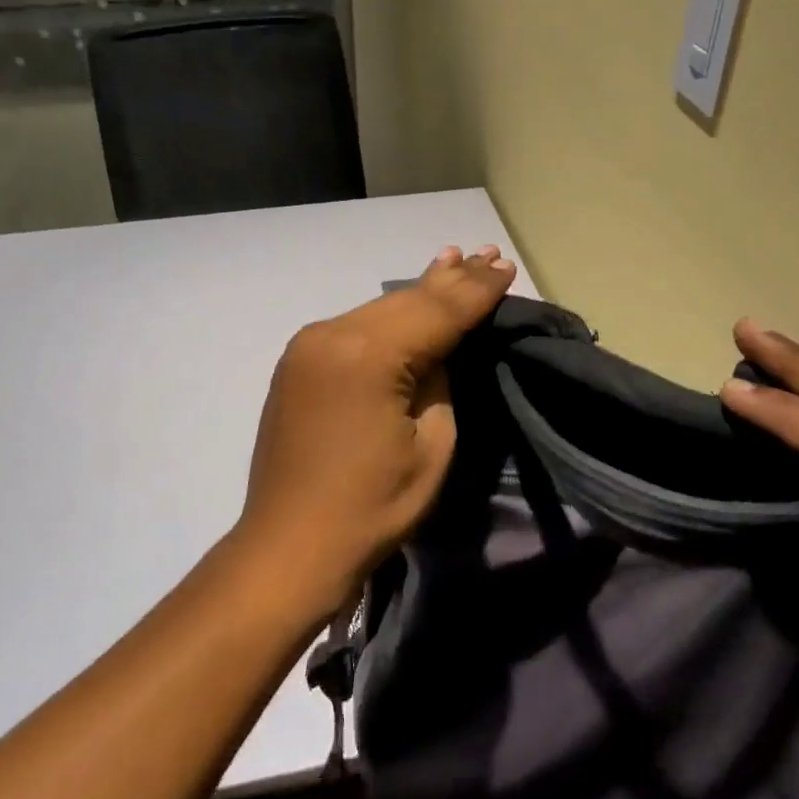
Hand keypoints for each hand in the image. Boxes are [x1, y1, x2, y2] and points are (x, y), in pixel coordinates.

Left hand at [231, 245, 516, 622]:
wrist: (290, 546)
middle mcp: (332, 334)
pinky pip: (354, 327)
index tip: (507, 267)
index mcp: (368, 355)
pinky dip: (388, 315)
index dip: (477, 290)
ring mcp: (308, 345)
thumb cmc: (372, 507)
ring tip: (456, 261)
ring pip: (379, 309)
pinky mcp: (298, 362)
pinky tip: (408, 298)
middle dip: (451, 280)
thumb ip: (439, 381)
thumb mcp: (432, 446)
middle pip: (405, 300)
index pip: (437, 311)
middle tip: (488, 253)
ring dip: (420, 292)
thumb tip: (437, 349)